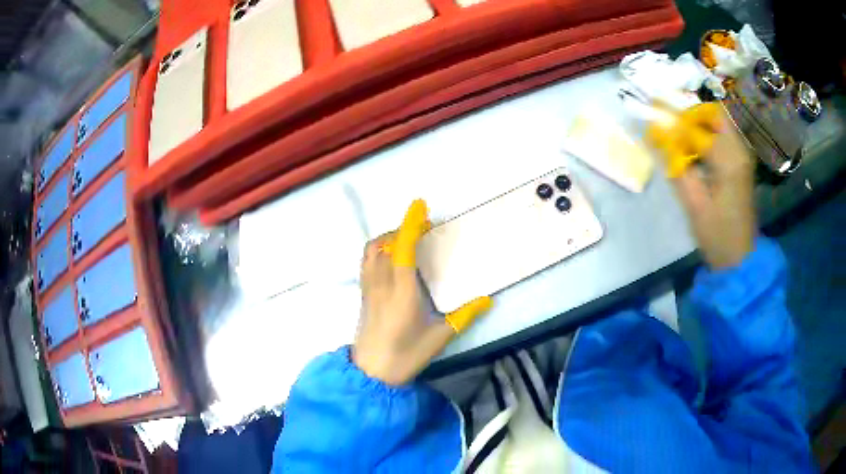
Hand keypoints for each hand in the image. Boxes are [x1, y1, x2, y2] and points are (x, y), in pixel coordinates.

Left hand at [353, 200, 491, 385]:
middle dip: (402, 228)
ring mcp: (368, 289)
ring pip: (371, 251)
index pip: (402, 249)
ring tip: (406, 237)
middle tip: (423, 226)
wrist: (371, 373)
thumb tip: (487, 299)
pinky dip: (378, 249)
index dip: (410, 225)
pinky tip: (391, 256)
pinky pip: (366, 262)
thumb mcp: (440, 337)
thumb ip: (465, 316)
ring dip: (387, 236)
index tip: (420, 206)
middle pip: (384, 243)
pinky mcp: (363, 295)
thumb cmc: (406, 356)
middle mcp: (381, 285)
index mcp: (402, 292)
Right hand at [649, 103, 755, 269]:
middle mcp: (739, 150)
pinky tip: (697, 156)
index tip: (656, 124)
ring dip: (699, 126)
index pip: (697, 126)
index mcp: (729, 160)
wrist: (740, 259)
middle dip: (691, 116)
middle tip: (674, 130)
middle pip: (714, 114)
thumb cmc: (717, 235)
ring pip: (719, 123)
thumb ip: (677, 164)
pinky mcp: (742, 164)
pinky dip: (707, 138)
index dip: (675, 123)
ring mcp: (743, 156)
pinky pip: (724, 137)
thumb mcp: (693, 203)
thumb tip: (657, 134)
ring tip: (682, 144)